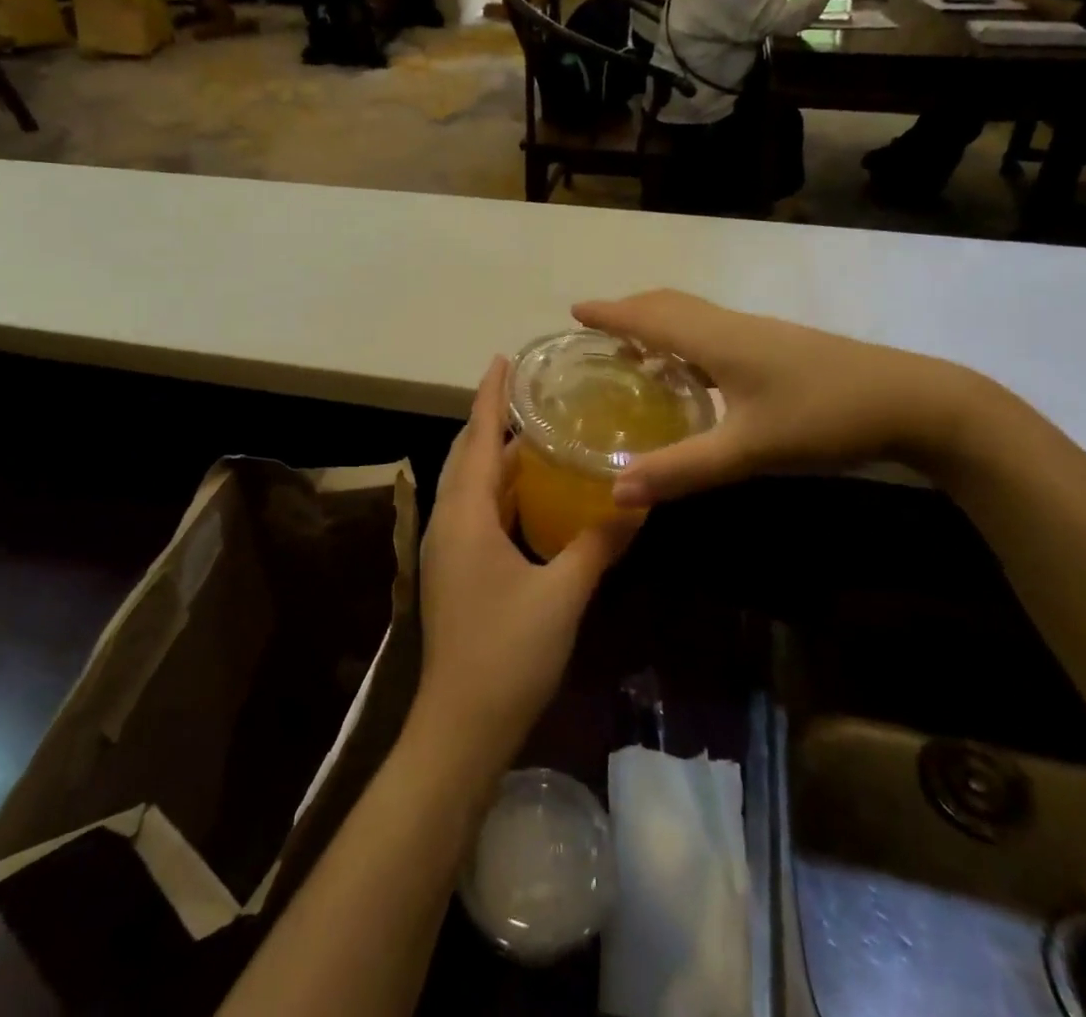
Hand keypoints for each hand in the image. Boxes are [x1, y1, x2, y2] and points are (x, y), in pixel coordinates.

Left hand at [411, 357, 628, 773]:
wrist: (460, 727)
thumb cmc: (508, 654)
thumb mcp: (564, 594)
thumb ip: (599, 543)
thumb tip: (638, 501)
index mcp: (466, 515)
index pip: (479, 438)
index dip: (491, 396)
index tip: (504, 358)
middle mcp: (449, 521)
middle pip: (469, 454)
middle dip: (494, 419)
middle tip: (532, 392)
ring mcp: (447, 548)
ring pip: (470, 484)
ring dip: (497, 456)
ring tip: (537, 433)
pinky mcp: (455, 570)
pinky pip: (475, 511)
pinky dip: (499, 490)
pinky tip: (530, 495)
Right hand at [572, 292, 983, 507]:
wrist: (912, 402)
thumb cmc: (823, 416)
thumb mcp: (749, 450)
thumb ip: (682, 469)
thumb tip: (617, 491)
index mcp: (716, 339)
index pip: (649, 315)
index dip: (610, 312)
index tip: (574, 310)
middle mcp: (731, 327)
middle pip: (669, 305)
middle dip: (629, 311)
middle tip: (596, 330)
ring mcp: (758, 335)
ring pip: (694, 316)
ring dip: (657, 322)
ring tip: (632, 349)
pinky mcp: (777, 348)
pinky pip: (713, 332)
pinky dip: (685, 338)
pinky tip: (690, 372)